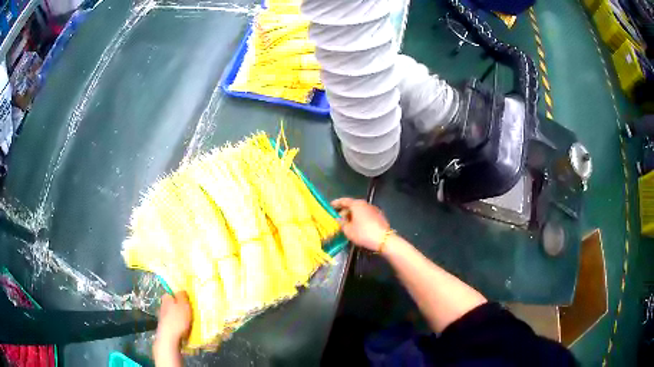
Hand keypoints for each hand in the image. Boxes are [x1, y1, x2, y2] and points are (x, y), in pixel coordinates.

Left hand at [156, 292, 191, 346]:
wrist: (169, 337)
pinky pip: (172, 323)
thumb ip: (182, 296)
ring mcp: (162, 316)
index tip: (187, 302)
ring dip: (178, 317)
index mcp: (166, 298)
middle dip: (179, 307)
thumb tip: (181, 290)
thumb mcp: (183, 305)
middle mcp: (162, 305)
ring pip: (172, 314)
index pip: (172, 293)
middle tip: (189, 312)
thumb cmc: (177, 319)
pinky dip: (177, 325)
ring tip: (187, 322)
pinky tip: (183, 329)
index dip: (179, 297)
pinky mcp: (164, 326)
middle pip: (172, 304)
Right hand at [331, 197, 390, 251]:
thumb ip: (342, 223)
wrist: (384, 239)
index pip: (344, 201)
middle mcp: (366, 204)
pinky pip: (366, 215)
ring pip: (360, 210)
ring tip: (348, 224)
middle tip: (339, 218)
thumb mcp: (348, 230)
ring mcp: (374, 209)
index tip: (331, 205)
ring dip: (353, 215)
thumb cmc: (363, 233)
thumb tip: (339, 219)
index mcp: (357, 204)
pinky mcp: (379, 216)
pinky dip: (360, 218)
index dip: (336, 203)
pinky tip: (358, 226)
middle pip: (353, 205)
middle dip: (345, 211)